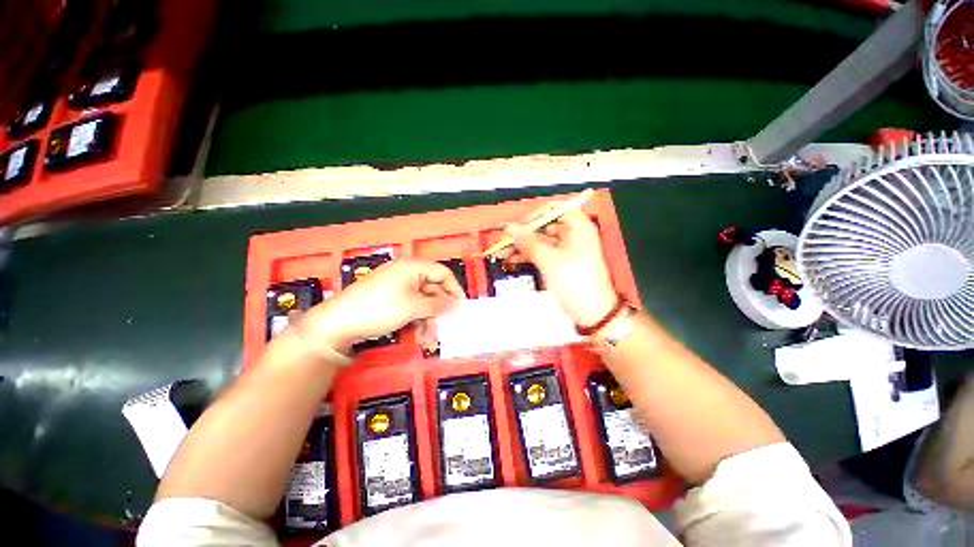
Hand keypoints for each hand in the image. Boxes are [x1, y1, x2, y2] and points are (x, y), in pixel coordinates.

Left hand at [300, 259, 465, 353]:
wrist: (337, 323)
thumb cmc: (379, 309)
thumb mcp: (413, 307)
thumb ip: (438, 305)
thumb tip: (457, 305)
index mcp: (413, 267)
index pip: (443, 273)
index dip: (455, 290)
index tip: (461, 308)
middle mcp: (407, 273)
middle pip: (433, 289)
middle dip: (439, 310)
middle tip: (444, 328)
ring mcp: (398, 286)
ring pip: (423, 301)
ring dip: (429, 319)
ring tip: (428, 339)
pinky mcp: (391, 298)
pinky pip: (411, 306)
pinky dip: (417, 319)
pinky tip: (418, 335)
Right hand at [504, 208, 616, 326]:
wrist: (592, 312)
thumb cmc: (575, 281)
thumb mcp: (550, 260)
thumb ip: (529, 242)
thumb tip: (511, 229)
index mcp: (578, 227)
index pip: (555, 210)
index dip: (535, 215)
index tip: (518, 226)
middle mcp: (573, 235)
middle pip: (545, 226)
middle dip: (524, 233)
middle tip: (505, 240)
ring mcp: (567, 251)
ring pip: (541, 241)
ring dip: (523, 245)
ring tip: (503, 252)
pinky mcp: (561, 264)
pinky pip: (542, 254)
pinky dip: (529, 255)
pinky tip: (513, 259)